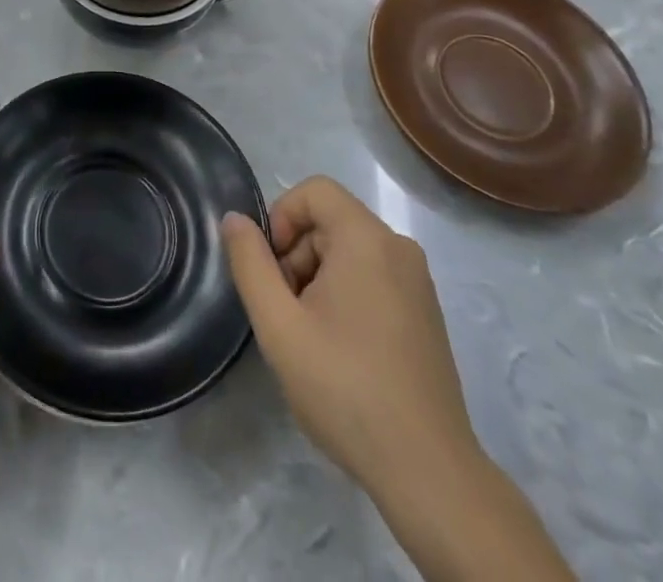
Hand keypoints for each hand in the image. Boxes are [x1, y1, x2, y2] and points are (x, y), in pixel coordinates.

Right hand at [220, 176, 475, 493]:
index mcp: (367, 239)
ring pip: (349, 250)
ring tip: (310, 336)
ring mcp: (418, 282)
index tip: (272, 270)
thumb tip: (234, 219)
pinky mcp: (426, 312)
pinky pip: (373, 275)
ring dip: (317, 277)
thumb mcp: (279, 325)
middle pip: (330, 221)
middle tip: (286, 311)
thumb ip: (250, 264)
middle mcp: (399, 248)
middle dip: (297, 254)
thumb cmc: (346, 389)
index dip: (282, 217)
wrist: (428, 472)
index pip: (315, 191)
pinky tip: (340, 349)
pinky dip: (346, 294)